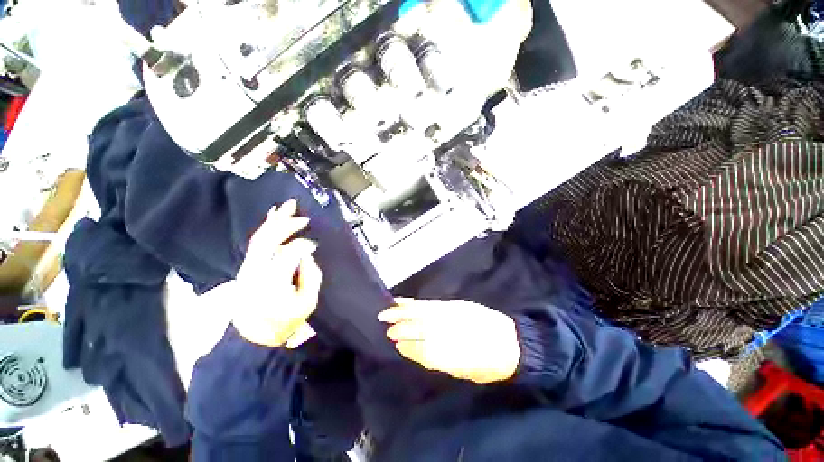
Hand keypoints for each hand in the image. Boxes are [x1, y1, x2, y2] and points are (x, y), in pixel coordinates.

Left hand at [210, 199, 321, 347]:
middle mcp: (256, 270)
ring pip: (260, 236)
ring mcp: (248, 267)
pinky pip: (257, 241)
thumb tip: (307, 254)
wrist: (253, 336)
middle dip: (287, 224)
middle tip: (304, 217)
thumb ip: (311, 275)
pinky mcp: (247, 266)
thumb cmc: (284, 321)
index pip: (289, 253)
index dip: (304, 245)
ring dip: (276, 220)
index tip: (315, 245)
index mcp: (273, 282)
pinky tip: (273, 216)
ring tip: (288, 205)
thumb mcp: (307, 303)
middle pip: (269, 239)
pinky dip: (267, 226)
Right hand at [378, 298, 520, 383]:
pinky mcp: (454, 306)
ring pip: (421, 313)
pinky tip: (407, 302)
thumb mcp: (467, 372)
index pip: (422, 349)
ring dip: (403, 311)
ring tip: (388, 310)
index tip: (396, 345)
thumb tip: (422, 353)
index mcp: (450, 354)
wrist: (512, 343)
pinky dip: (416, 303)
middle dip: (401, 328)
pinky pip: (431, 304)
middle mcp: (448, 333)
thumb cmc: (490, 364)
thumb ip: (443, 362)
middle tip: (386, 328)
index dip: (408, 347)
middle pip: (419, 329)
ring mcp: (450, 316)